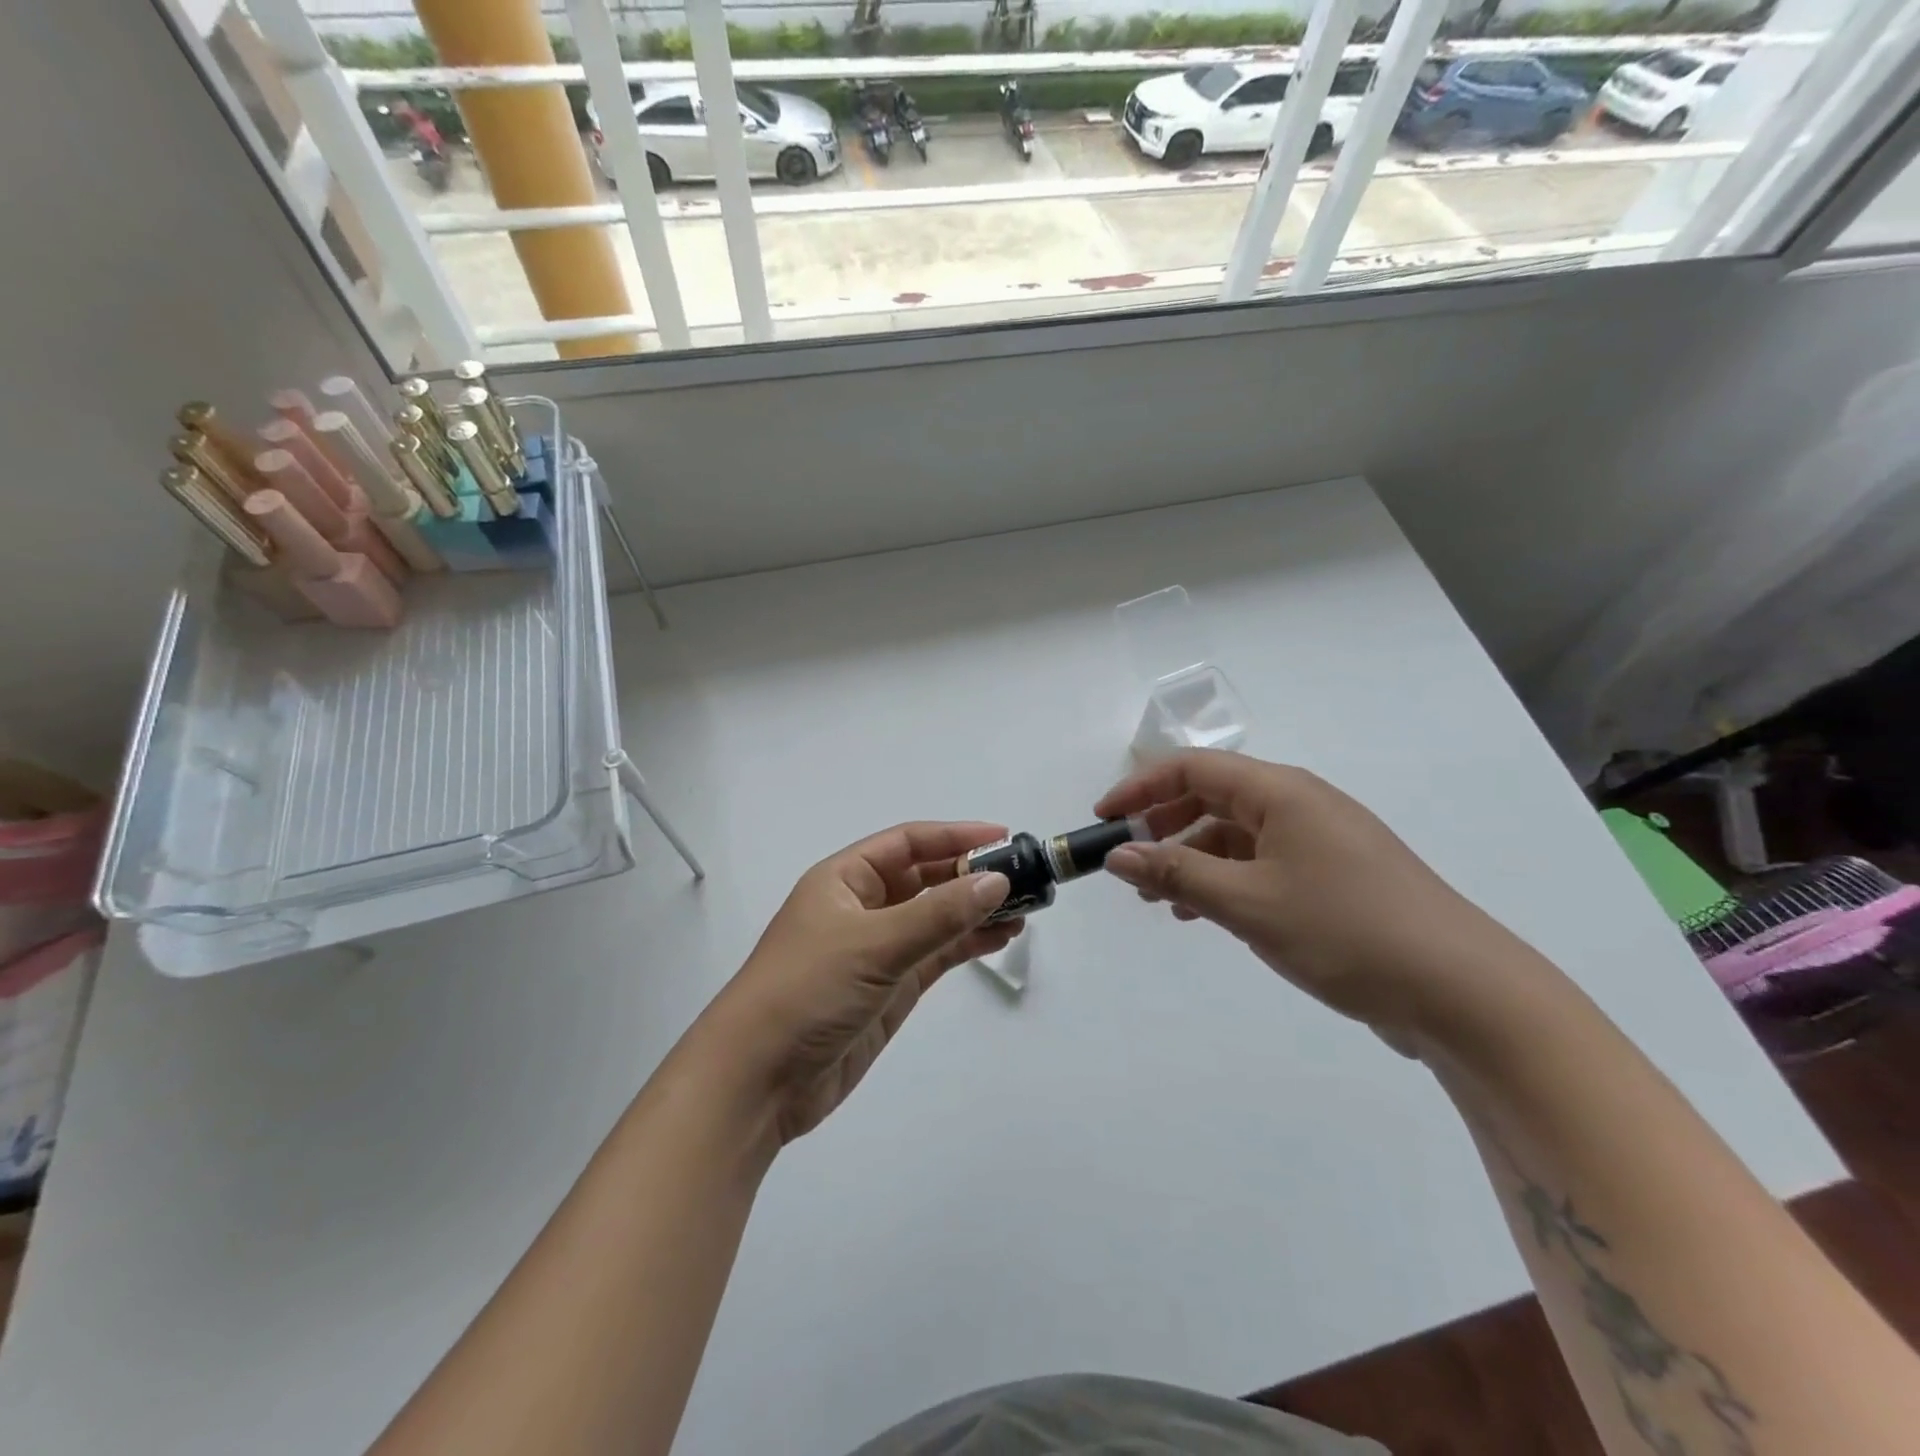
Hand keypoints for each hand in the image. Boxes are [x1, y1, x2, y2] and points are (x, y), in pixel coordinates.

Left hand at [697, 823, 1021, 1145]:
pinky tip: (1000, 937)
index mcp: (845, 879)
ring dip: (976, 910)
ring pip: (936, 917)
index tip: (1003, 838)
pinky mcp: (890, 988)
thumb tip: (996, 880)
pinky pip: (937, 954)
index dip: (955, 836)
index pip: (907, 843)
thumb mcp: (874, 944)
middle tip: (1024, 876)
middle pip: (925, 878)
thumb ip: (939, 914)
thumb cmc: (807, 991)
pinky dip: (967, 943)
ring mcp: (878, 949)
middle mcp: (862, 907)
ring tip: (1024, 908)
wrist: (758, 1081)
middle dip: (971, 874)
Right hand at [1096, 751, 1526, 1049]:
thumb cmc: (1345, 931)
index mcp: (1281, 792)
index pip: (1193, 768)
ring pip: (1236, 835)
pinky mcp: (1335, 878)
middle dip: (1163, 826)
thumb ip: (1176, 874)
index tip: (1104, 819)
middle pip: (1213, 797)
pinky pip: (1262, 864)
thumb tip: (1117, 855)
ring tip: (1160, 899)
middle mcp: (1300, 805)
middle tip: (1128, 865)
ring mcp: (1321, 842)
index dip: (1140, 787)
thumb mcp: (1247, 903)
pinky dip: (1225, 881)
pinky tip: (1206, 914)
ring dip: (1191, 858)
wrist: (1462, 992)